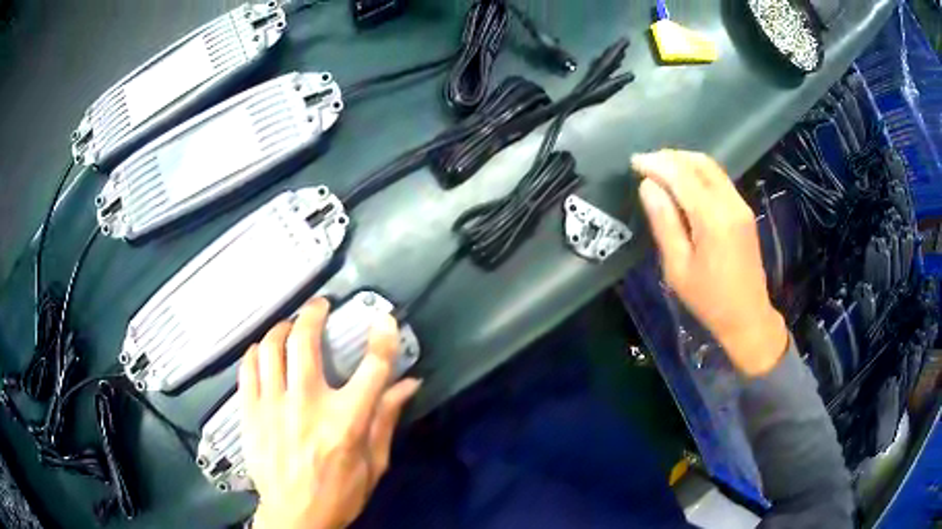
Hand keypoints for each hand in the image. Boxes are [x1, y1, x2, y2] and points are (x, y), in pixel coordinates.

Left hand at [240, 299, 421, 528]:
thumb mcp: (374, 463)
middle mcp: (307, 405)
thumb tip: (408, 384)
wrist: (295, 517)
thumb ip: (387, 419)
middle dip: (313, 314)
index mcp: (346, 422)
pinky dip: (256, 352)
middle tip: (319, 306)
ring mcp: (273, 407)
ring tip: (289, 326)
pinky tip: (263, 351)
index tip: (384, 319)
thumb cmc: (340, 493)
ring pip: (271, 348)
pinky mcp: (250, 413)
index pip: (371, 368)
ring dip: (281, 328)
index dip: (382, 338)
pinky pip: (248, 369)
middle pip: (304, 341)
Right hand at [632, 150, 788, 376]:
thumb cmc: (708, 299)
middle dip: (670, 157)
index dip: (656, 164)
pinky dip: (698, 172)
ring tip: (660, 169)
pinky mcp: (744, 211)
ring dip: (685, 161)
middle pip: (699, 163)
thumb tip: (648, 187)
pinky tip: (684, 182)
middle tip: (646, 163)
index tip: (634, 162)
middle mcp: (730, 203)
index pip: (681, 175)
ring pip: (711, 167)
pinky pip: (719, 179)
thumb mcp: (677, 267)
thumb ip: (664, 222)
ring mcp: (740, 205)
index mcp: (712, 218)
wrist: (747, 316)